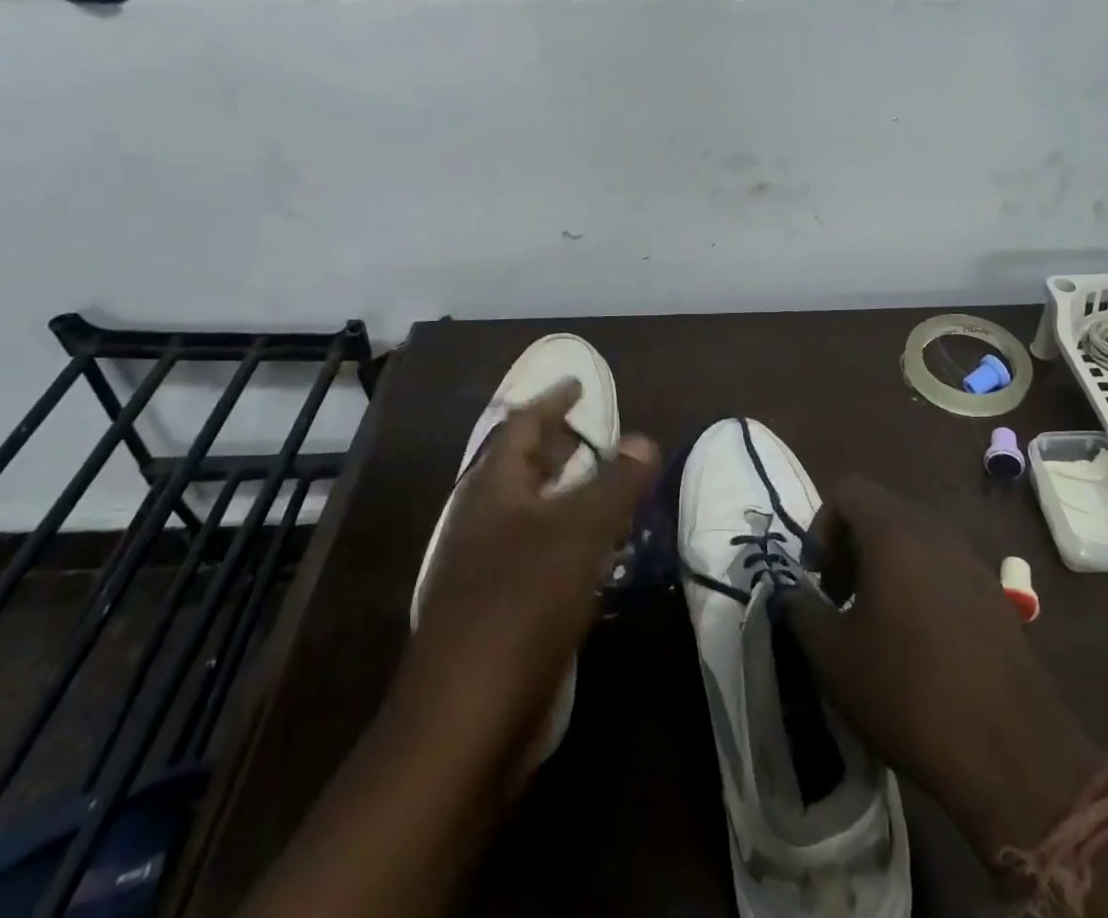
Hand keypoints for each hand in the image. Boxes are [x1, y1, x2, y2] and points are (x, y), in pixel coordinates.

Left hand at [394, 381, 660, 780]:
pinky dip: (562, 538)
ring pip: (527, 512)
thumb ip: (616, 483)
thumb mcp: (580, 533)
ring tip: (600, 487)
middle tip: (592, 433)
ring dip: (562, 493)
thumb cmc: (522, 606)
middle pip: (518, 468)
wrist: (463, 722)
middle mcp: (482, 522)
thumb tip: (644, 439)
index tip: (578, 385)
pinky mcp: (493, 611)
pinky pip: (532, 553)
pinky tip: (590, 555)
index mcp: (493, 491)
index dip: (551, 402)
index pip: (520, 427)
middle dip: (555, 446)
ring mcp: (482, 569)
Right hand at [779, 477, 1106, 861]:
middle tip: (840, 600)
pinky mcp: (995, 595)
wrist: (1011, 752)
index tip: (818, 579)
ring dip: (885, 567)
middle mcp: (935, 532)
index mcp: (894, 534)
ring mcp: (971, 561)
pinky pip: (943, 568)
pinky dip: (919, 586)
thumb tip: (791, 593)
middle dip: (851, 547)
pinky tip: (920, 644)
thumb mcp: (833, 657)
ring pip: (914, 540)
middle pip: (882, 512)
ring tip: (877, 624)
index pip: (849, 492)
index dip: (822, 527)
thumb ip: (800, 610)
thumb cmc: (907, 692)